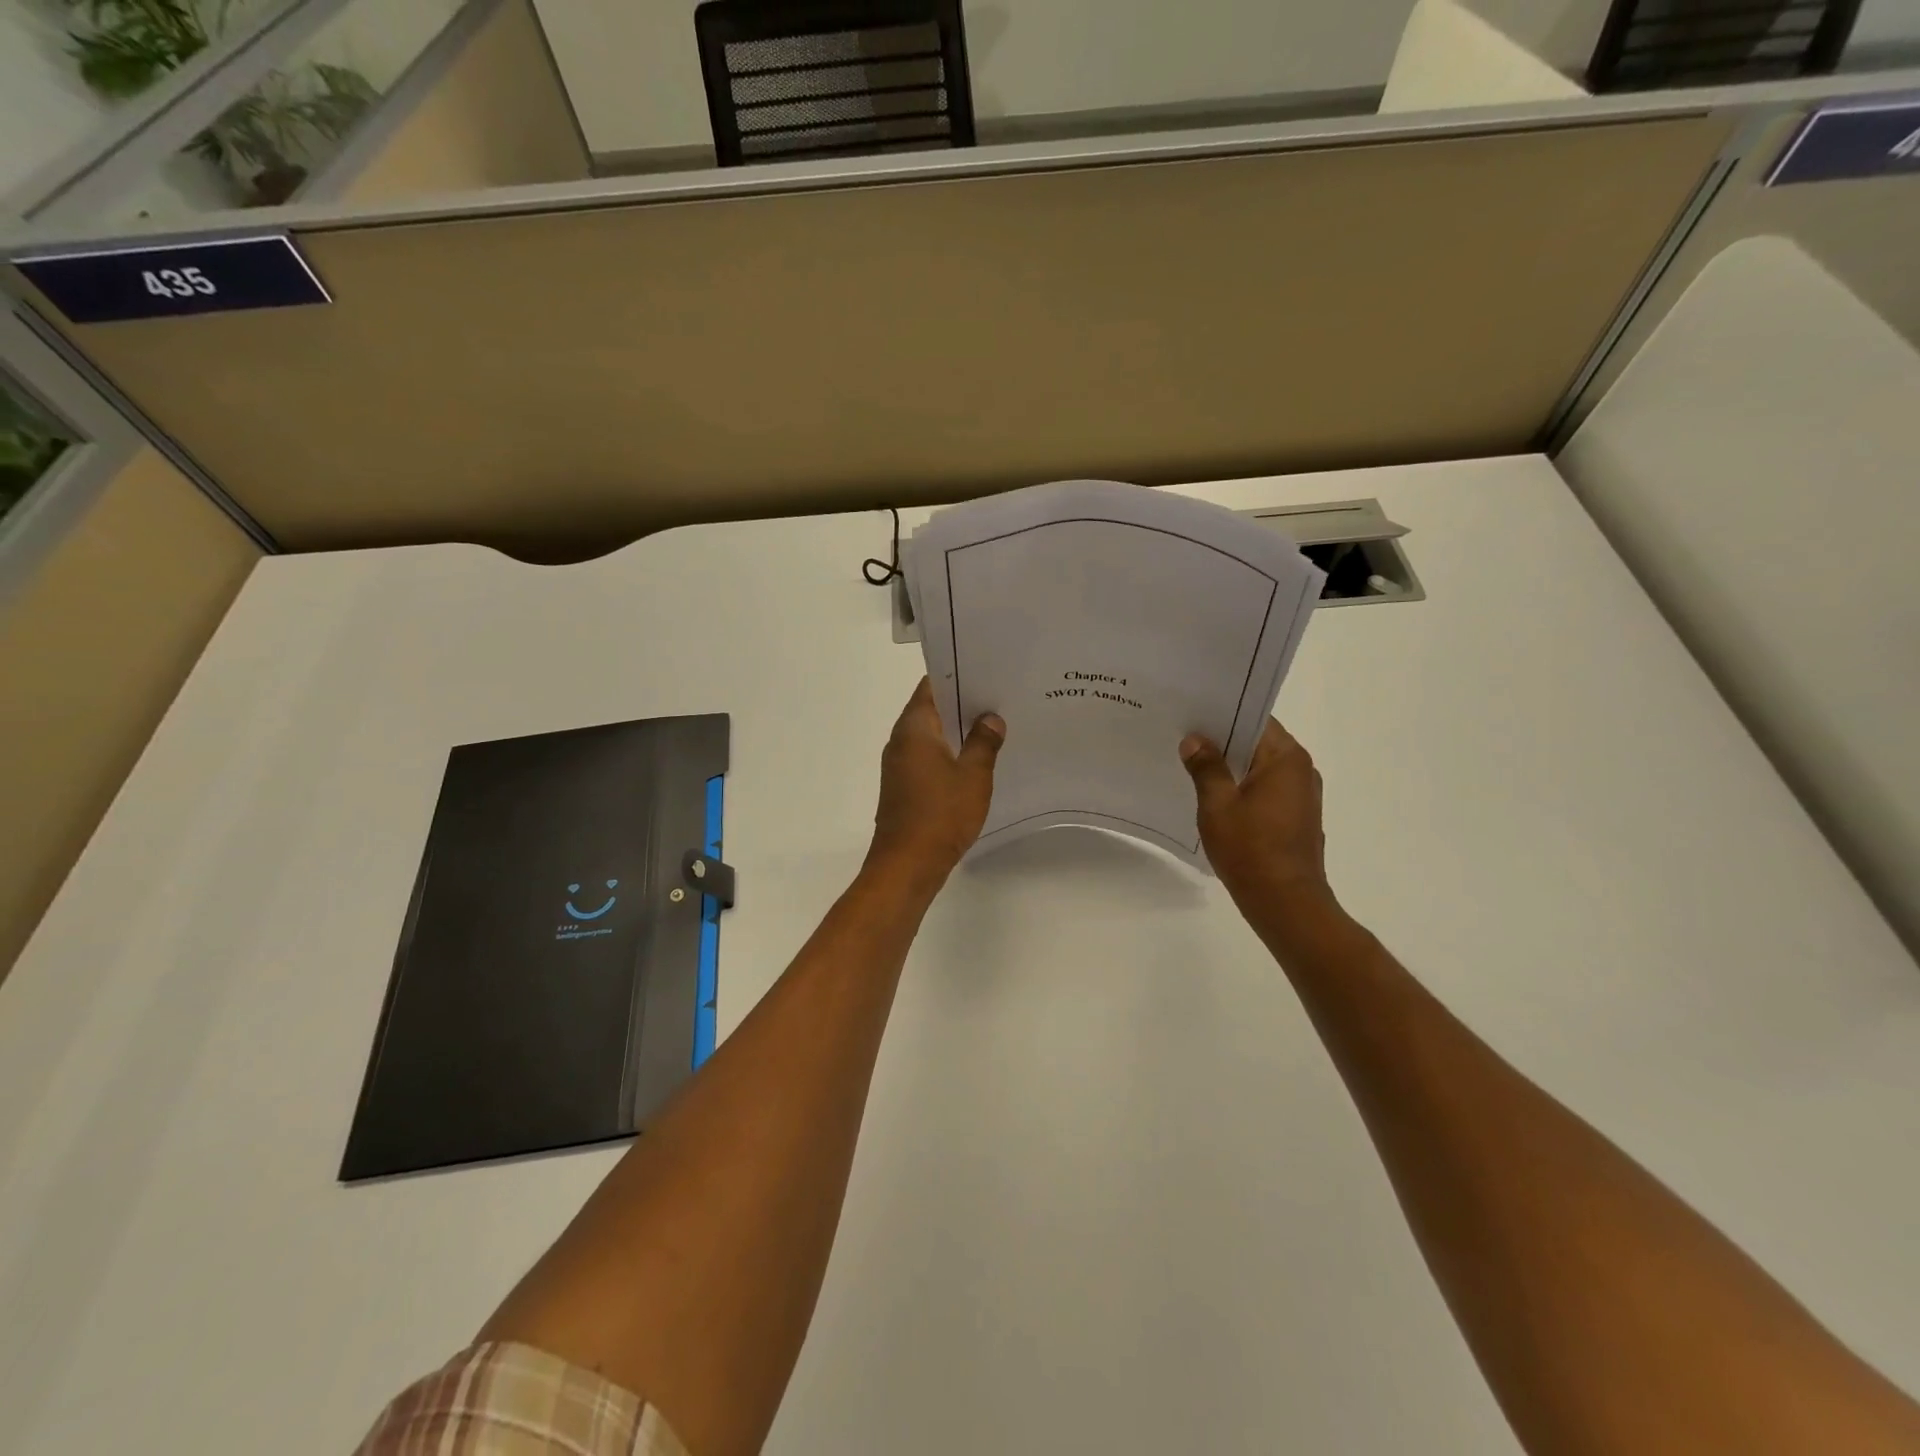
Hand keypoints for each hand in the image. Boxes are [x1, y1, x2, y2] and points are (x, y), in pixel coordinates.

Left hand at [867, 678, 1005, 888]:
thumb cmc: (940, 814)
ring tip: (993, 727)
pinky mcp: (904, 787)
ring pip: (930, 736)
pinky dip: (949, 754)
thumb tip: (990, 719)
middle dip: (962, 704)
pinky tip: (975, 762)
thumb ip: (983, 742)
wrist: (907, 865)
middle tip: (998, 699)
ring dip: (956, 731)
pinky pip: (928, 759)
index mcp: (914, 729)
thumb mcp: (973, 776)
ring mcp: (899, 765)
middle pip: (931, 709)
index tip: (985, 673)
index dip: (957, 676)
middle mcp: (900, 741)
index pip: (931, 686)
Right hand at [1181, 719, 1335, 915]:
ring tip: (1192, 764)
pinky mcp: (1296, 818)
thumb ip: (1206, 767)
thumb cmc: (1251, 849)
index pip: (1255, 720)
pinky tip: (1214, 797)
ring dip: (1231, 767)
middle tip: (1183, 736)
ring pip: (1260, 768)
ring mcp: (1301, 796)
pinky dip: (1242, 788)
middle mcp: (1301, 771)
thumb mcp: (1217, 804)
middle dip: (1222, 741)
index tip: (1192, 713)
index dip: (1223, 714)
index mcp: (1286, 759)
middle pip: (1258, 743)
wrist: (1285, 903)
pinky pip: (1265, 789)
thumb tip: (1194, 740)